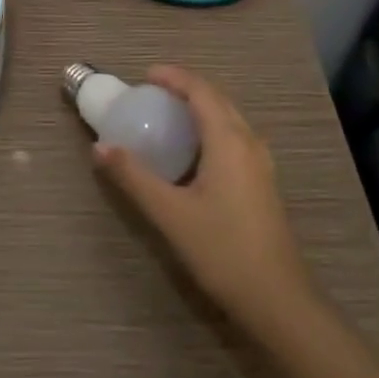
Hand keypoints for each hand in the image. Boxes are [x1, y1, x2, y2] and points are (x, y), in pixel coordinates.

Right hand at [94, 65, 313, 337]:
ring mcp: (260, 163)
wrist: (279, 301)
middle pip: (217, 98)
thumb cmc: (223, 250)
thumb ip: (133, 177)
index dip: (173, 76)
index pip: (200, 90)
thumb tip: (100, 148)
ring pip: (229, 118)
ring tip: (168, 116)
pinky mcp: (262, 183)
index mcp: (229, 140)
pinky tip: (192, 152)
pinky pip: (234, 137)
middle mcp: (248, 141)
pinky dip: (210, 128)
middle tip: (151, 94)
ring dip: (199, 107)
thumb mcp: (170, 213)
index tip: (144, 76)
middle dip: (185, 88)